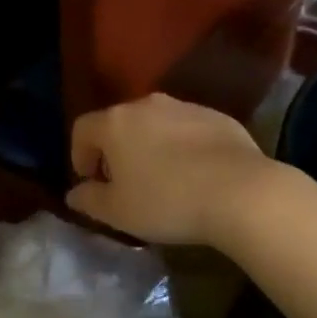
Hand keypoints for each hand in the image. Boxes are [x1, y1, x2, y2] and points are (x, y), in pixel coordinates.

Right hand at [65, 93, 273, 246]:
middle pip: (119, 123)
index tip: (91, 182)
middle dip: (115, 151)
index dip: (79, 155)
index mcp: (115, 123)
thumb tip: (75, 193)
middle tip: (125, 183)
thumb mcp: (118, 212)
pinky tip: (196, 175)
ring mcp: (185, 107)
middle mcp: (146, 105)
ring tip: (163, 179)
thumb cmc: (167, 202)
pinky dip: (182, 147)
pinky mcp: (218, 117)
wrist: (242, 193)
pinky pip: (187, 130)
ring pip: (155, 124)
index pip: (82, 129)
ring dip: (150, 146)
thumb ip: (89, 200)